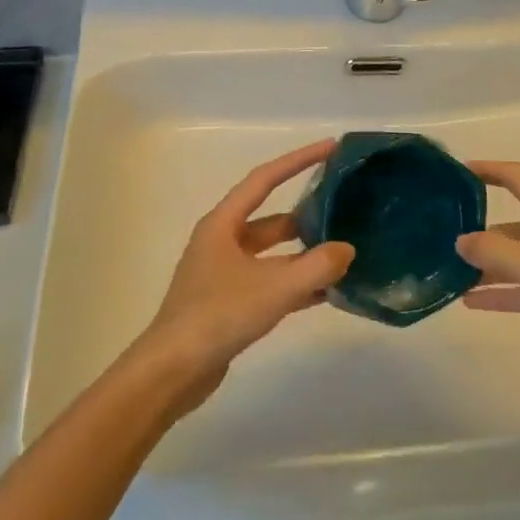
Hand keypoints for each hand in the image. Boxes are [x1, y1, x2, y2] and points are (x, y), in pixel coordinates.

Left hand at [140, 140, 354, 397]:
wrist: (172, 372)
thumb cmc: (218, 316)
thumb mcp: (274, 288)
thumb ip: (316, 267)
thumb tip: (347, 250)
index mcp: (224, 224)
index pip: (265, 179)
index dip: (298, 160)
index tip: (330, 148)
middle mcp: (222, 242)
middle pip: (272, 218)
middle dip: (307, 214)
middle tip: (344, 209)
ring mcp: (224, 273)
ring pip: (273, 253)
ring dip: (304, 253)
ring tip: (343, 253)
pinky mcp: (230, 302)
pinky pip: (270, 281)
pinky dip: (296, 282)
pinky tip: (326, 292)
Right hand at [457, 160, 519, 366]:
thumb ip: (495, 253)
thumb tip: (459, 241)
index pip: (515, 178)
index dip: (487, 170)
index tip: (456, 173)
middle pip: (509, 225)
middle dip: (478, 231)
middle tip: (440, 242)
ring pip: (516, 260)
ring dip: (486, 268)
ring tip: (448, 277)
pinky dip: (502, 294)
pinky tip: (472, 304)